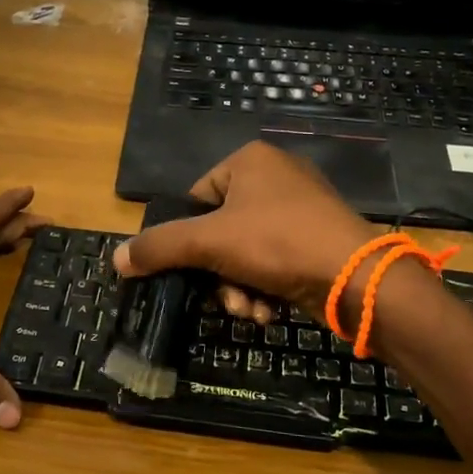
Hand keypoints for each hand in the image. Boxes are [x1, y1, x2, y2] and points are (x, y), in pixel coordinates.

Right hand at [112, 141, 375, 320]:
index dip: (187, 238)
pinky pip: (273, 261)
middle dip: (218, 275)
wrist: (356, 277)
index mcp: (249, 161)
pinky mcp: (316, 239)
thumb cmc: (278, 243)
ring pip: (245, 253)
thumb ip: (160, 247)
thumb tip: (116, 259)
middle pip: (219, 232)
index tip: (189, 270)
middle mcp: (275, 177)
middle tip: (226, 300)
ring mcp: (300, 208)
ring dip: (239, 289)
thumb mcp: (209, 242)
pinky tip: (269, 312)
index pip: (195, 198)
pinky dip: (265, 288)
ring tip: (251, 311)